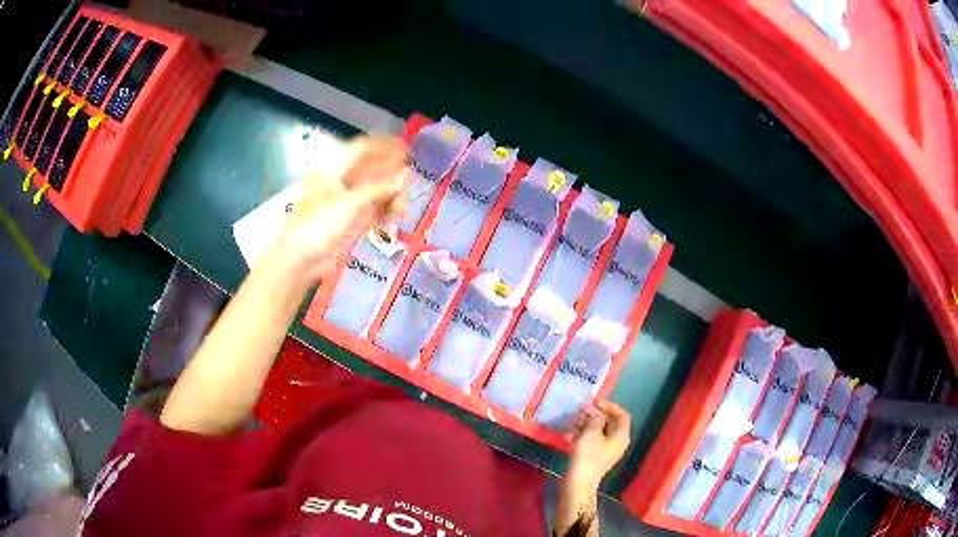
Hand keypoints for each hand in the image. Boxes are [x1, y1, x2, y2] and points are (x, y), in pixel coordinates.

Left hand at [277, 136, 408, 279]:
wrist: (299, 262)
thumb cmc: (316, 227)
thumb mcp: (347, 205)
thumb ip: (378, 189)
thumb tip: (406, 175)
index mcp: (333, 170)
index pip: (362, 149)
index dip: (384, 147)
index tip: (406, 151)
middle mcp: (341, 182)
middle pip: (372, 170)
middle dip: (391, 177)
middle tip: (407, 187)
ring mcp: (346, 202)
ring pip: (376, 191)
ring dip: (391, 196)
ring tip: (400, 210)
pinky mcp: (351, 221)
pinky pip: (374, 209)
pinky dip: (385, 210)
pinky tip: (394, 216)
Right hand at [564, 401, 631, 493]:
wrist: (578, 482)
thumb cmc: (588, 456)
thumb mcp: (591, 433)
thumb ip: (596, 418)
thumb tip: (596, 413)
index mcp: (621, 436)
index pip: (622, 415)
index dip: (610, 406)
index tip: (594, 402)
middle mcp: (616, 442)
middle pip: (609, 423)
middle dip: (594, 415)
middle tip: (579, 411)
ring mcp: (605, 450)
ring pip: (598, 431)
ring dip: (585, 425)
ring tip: (571, 423)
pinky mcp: (594, 457)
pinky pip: (590, 441)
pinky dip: (581, 436)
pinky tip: (567, 437)